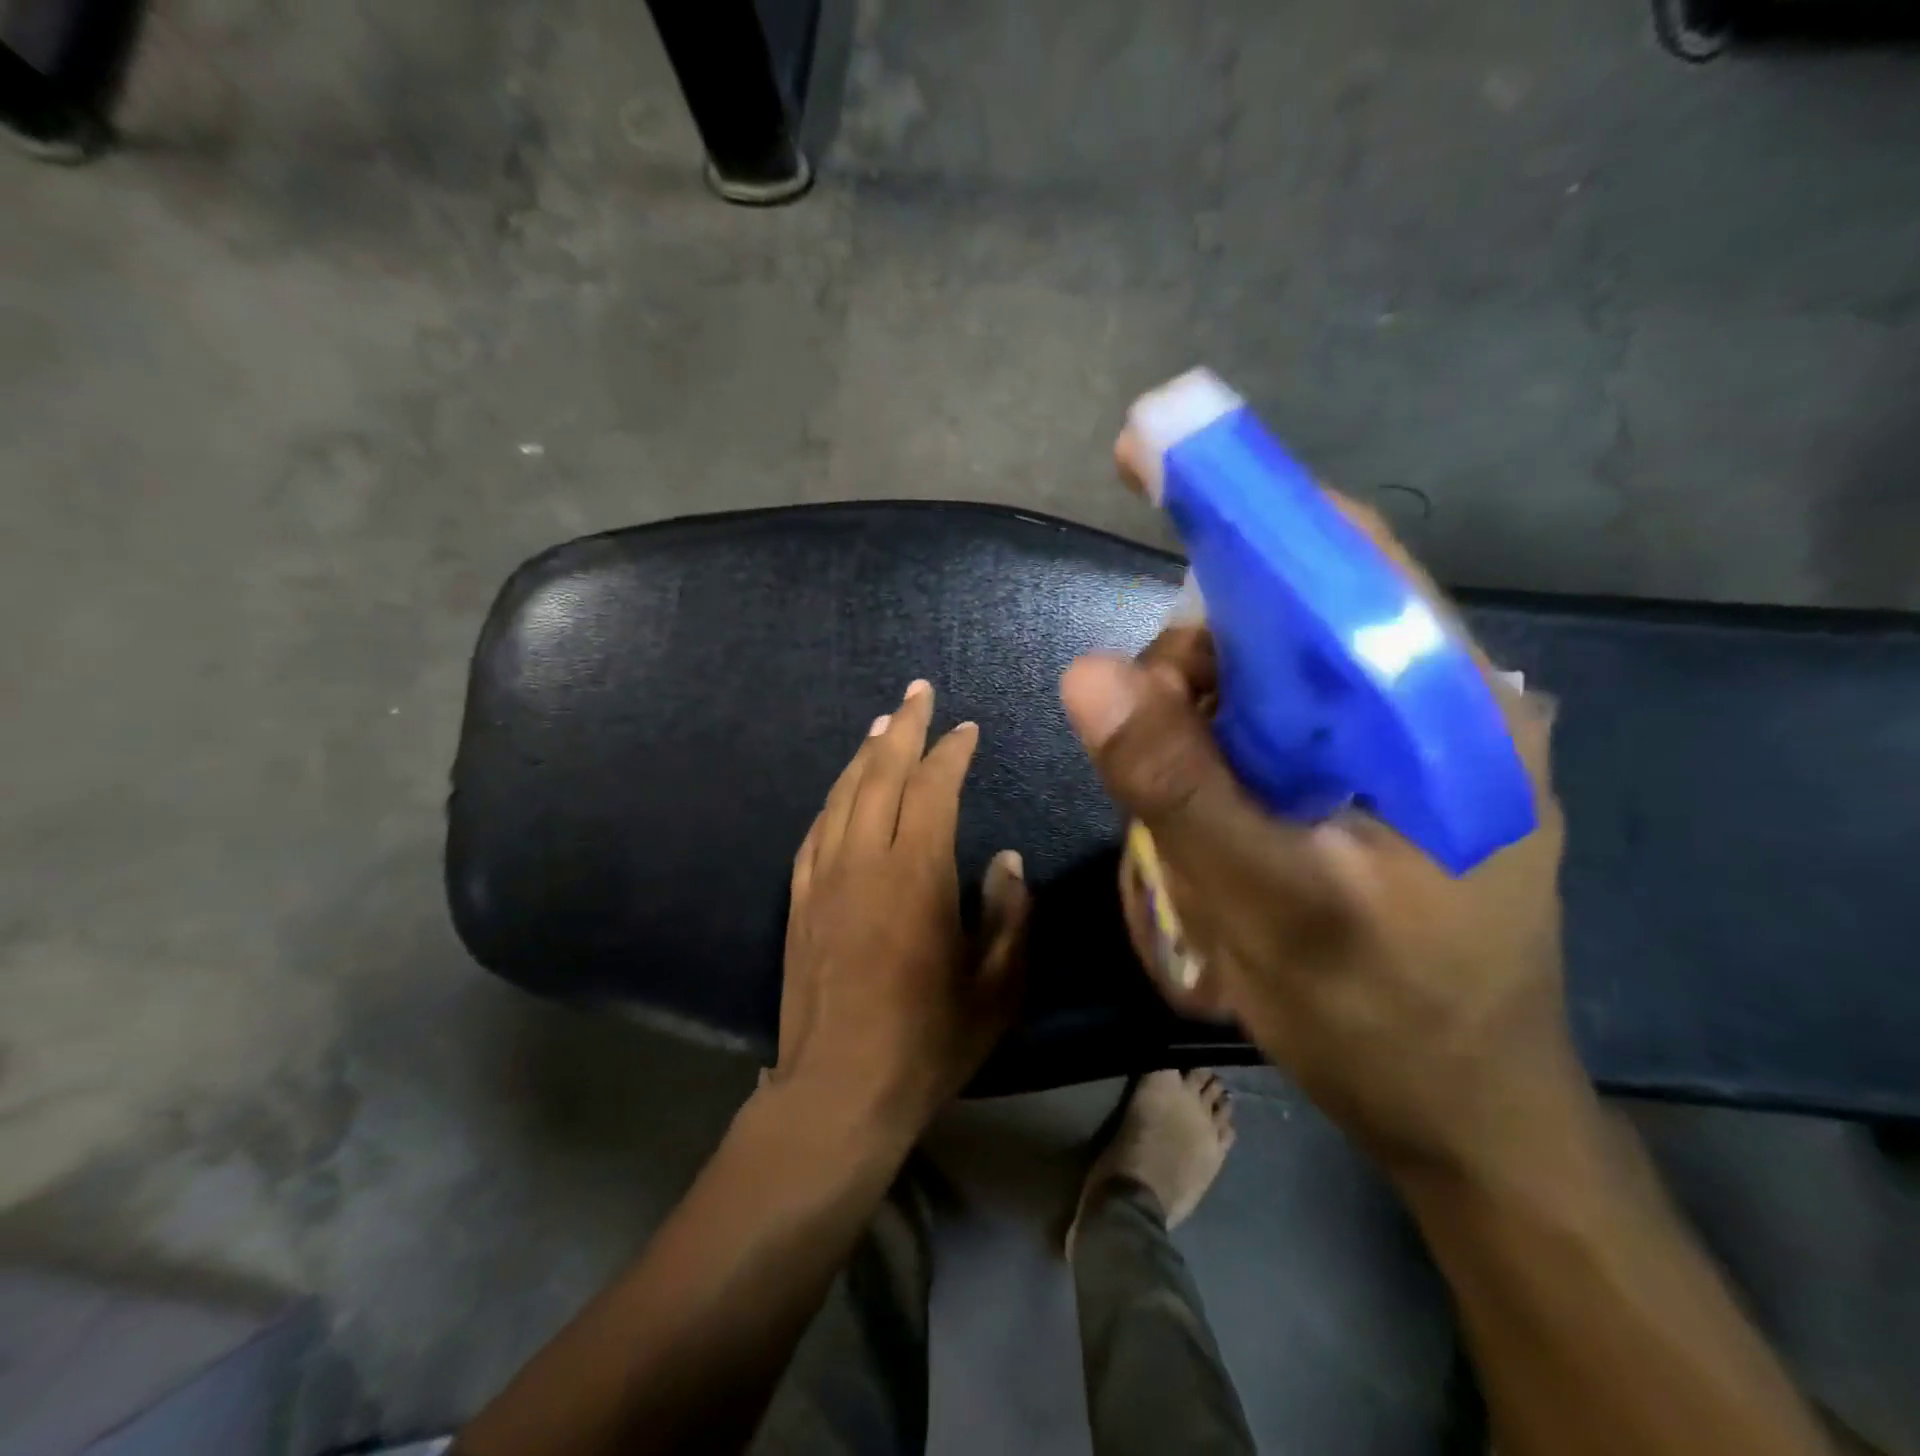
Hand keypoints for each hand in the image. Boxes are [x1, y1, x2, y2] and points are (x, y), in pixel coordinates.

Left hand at [773, 679, 1028, 1139]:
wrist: (837, 1091)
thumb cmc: (927, 1042)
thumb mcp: (996, 988)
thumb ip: (1008, 916)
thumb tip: (1004, 860)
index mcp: (916, 875)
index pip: (934, 788)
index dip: (952, 752)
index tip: (967, 730)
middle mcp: (864, 860)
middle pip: (881, 772)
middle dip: (903, 726)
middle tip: (918, 692)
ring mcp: (823, 877)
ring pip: (843, 794)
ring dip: (866, 754)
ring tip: (884, 723)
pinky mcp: (798, 899)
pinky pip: (815, 829)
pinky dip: (834, 797)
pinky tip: (843, 787)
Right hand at [1062, 498, 1579, 1178]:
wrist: (1465, 1115)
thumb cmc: (1387, 1019)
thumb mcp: (1269, 904)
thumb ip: (1177, 784)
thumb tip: (1084, 673)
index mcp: (1442, 709)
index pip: (1341, 557)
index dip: (1243, 499)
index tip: (1145, 457)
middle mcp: (1432, 700)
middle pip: (1292, 610)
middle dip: (1197, 650)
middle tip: (1140, 723)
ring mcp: (1402, 739)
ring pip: (1273, 669)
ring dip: (1202, 707)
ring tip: (1174, 795)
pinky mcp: (1375, 775)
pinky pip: (1277, 720)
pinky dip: (1221, 738)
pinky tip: (1207, 801)